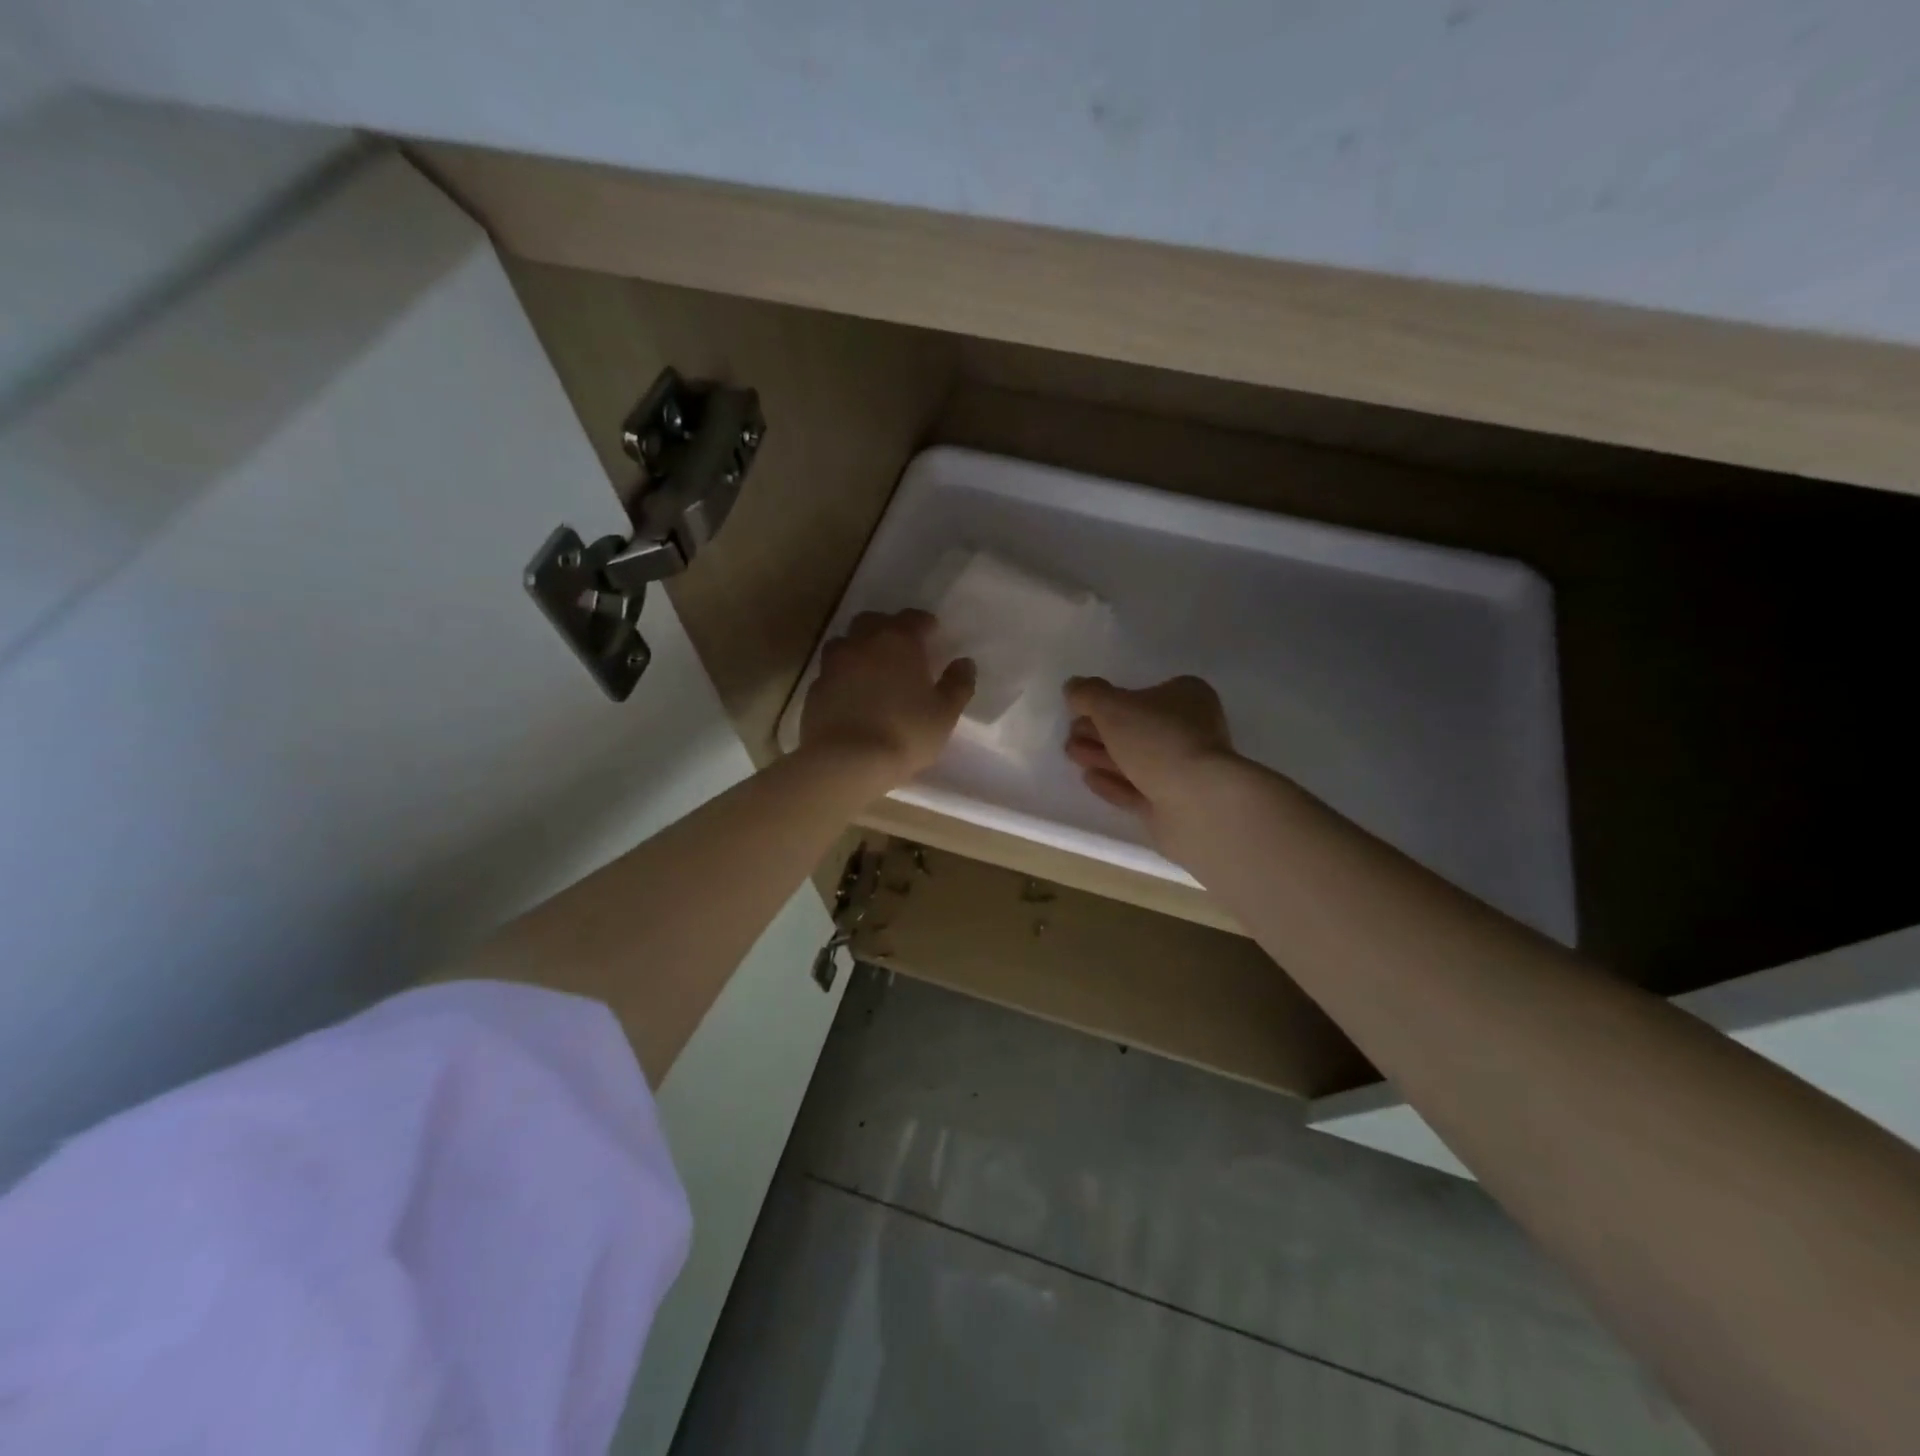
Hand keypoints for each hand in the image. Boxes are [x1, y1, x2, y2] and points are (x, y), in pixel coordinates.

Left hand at [801, 610, 975, 783]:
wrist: (846, 761)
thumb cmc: (905, 733)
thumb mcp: (944, 713)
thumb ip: (958, 684)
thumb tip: (964, 663)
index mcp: (899, 641)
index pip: (914, 618)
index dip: (925, 624)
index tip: (933, 635)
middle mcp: (863, 642)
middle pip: (874, 621)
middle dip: (888, 629)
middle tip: (901, 650)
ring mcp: (834, 663)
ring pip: (846, 642)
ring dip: (860, 648)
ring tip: (872, 670)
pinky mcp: (815, 687)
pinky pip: (831, 671)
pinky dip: (843, 676)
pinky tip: (852, 695)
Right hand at [1064, 675, 1239, 822]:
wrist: (1197, 801)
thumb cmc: (1158, 740)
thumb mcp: (1113, 707)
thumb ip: (1088, 694)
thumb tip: (1073, 687)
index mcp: (1187, 698)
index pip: (1145, 693)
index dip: (1110, 700)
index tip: (1080, 710)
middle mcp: (1191, 731)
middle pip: (1137, 728)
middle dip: (1100, 731)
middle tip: (1070, 735)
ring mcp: (1185, 770)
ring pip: (1136, 759)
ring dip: (1102, 756)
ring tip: (1071, 755)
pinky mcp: (1175, 803)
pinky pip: (1138, 789)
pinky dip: (1113, 783)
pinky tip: (1089, 778)